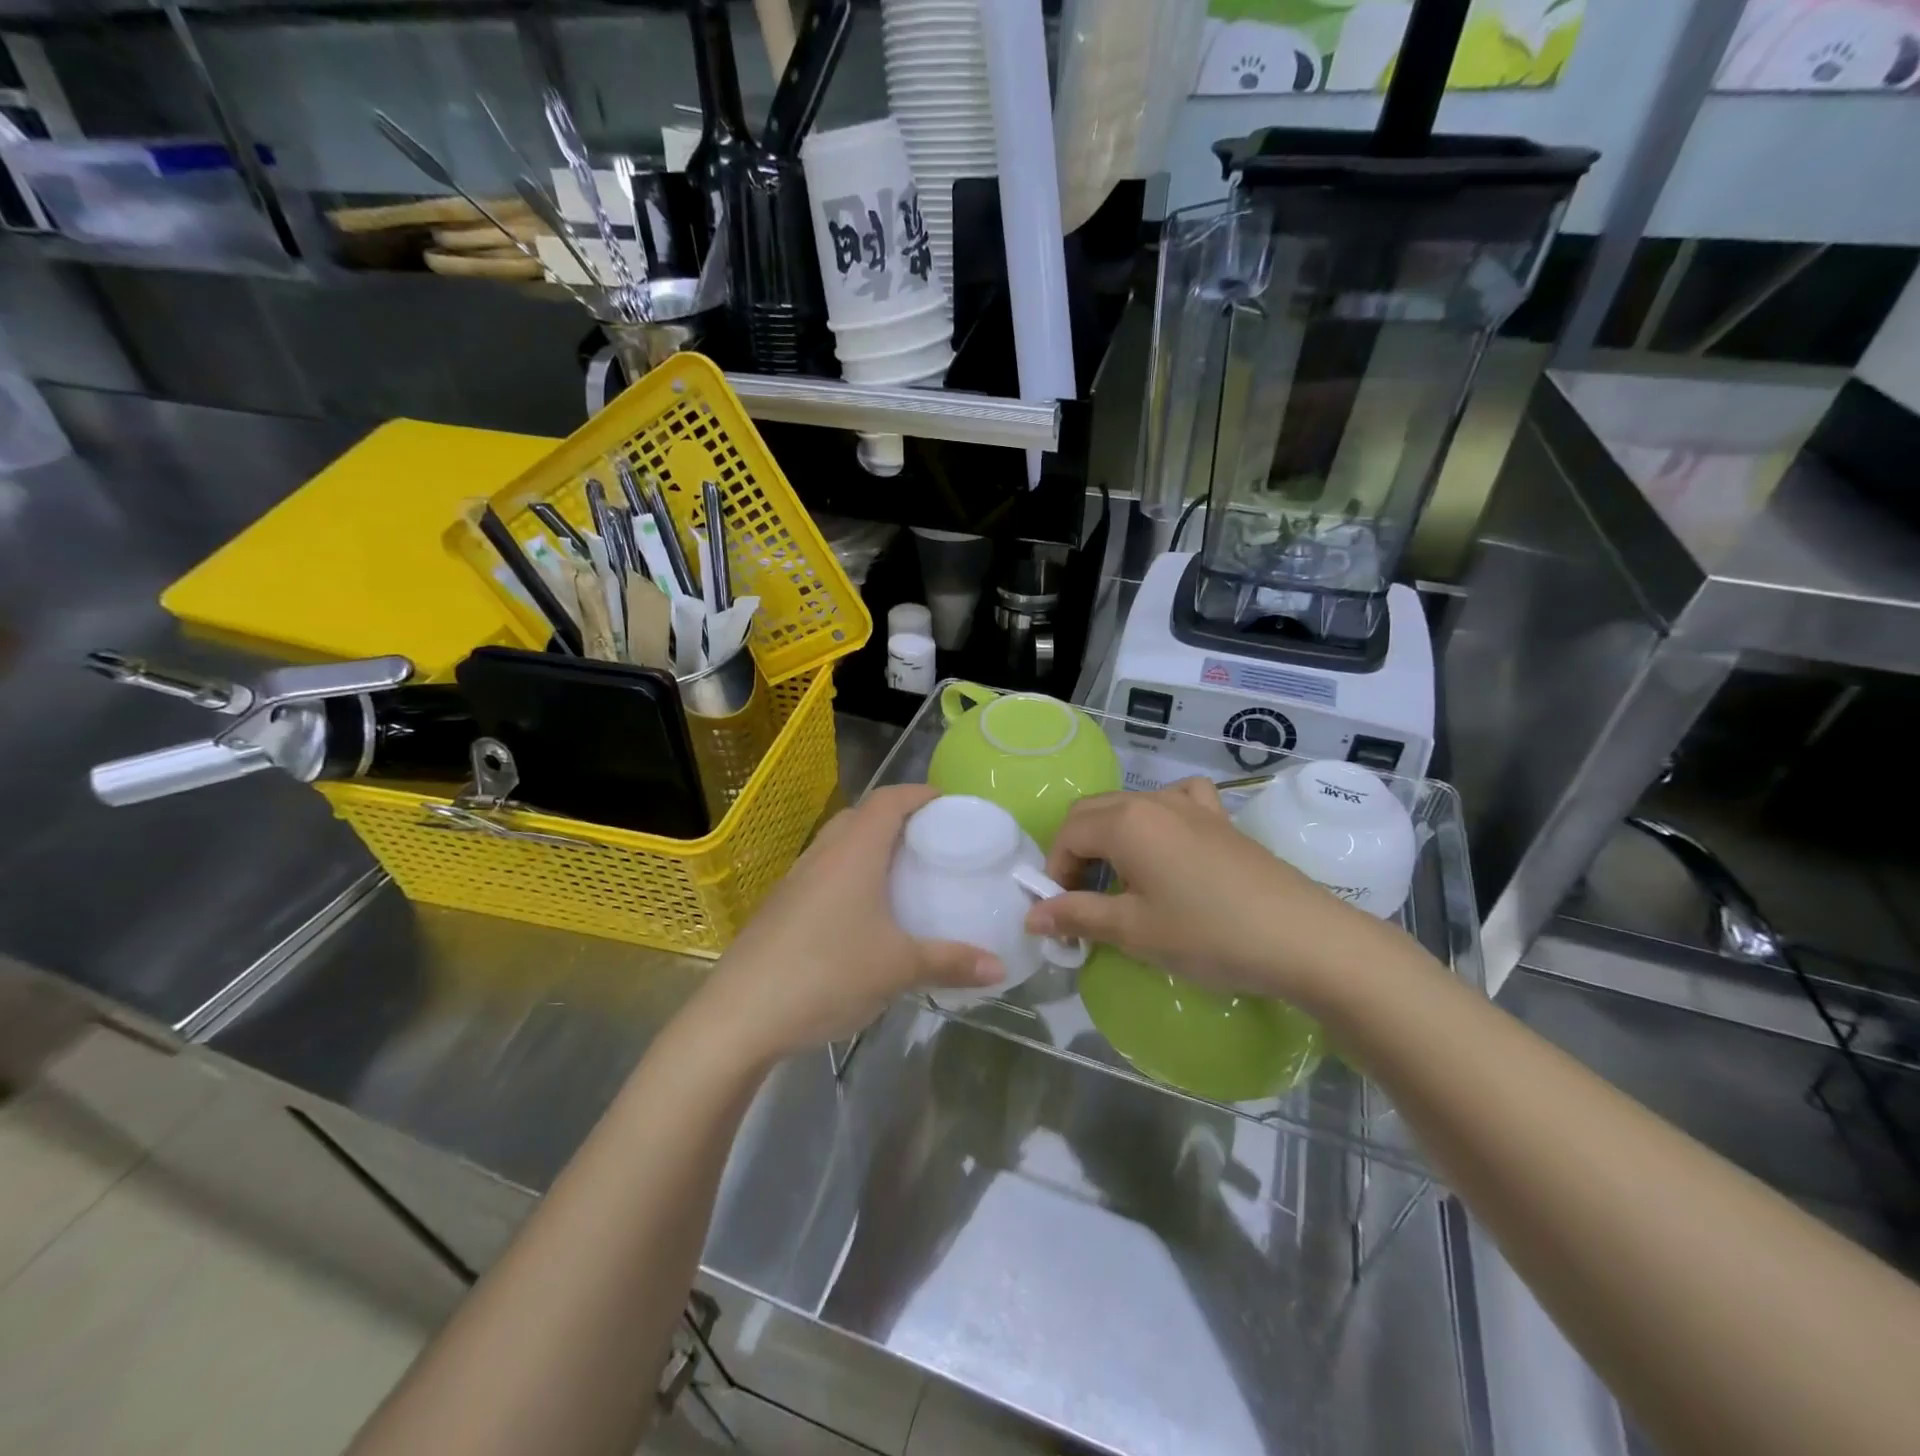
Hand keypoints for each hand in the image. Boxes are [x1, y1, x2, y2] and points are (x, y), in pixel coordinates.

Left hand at [693, 784, 1003, 1064]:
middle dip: (897, 818)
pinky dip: (849, 875)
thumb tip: (999, 966)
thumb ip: (951, 962)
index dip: (919, 793)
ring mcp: (795, 880)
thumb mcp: (898, 969)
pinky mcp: (780, 907)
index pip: (888, 800)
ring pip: (838, 844)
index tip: (948, 803)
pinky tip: (862, 914)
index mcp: (854, 852)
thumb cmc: (827, 974)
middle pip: (861, 816)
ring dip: (870, 847)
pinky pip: (823, 873)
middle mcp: (822, 855)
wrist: (739, 1016)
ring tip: (901, 874)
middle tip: (930, 841)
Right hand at [1022, 778, 1400, 1009]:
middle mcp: (1152, 801)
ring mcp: (1191, 805)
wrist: (1302, 938)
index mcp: (1125, 822)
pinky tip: (1166, 842)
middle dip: (1074, 851)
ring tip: (1118, 879)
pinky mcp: (1220, 818)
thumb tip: (1032, 916)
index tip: (1060, 912)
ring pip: (1129, 806)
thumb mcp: (1134, 931)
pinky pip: (1176, 800)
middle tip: (1080, 899)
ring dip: (1109, 836)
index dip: (1054, 871)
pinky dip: (1156, 816)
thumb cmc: (1208, 935)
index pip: (1067, 833)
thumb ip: (1078, 916)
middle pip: (1092, 812)